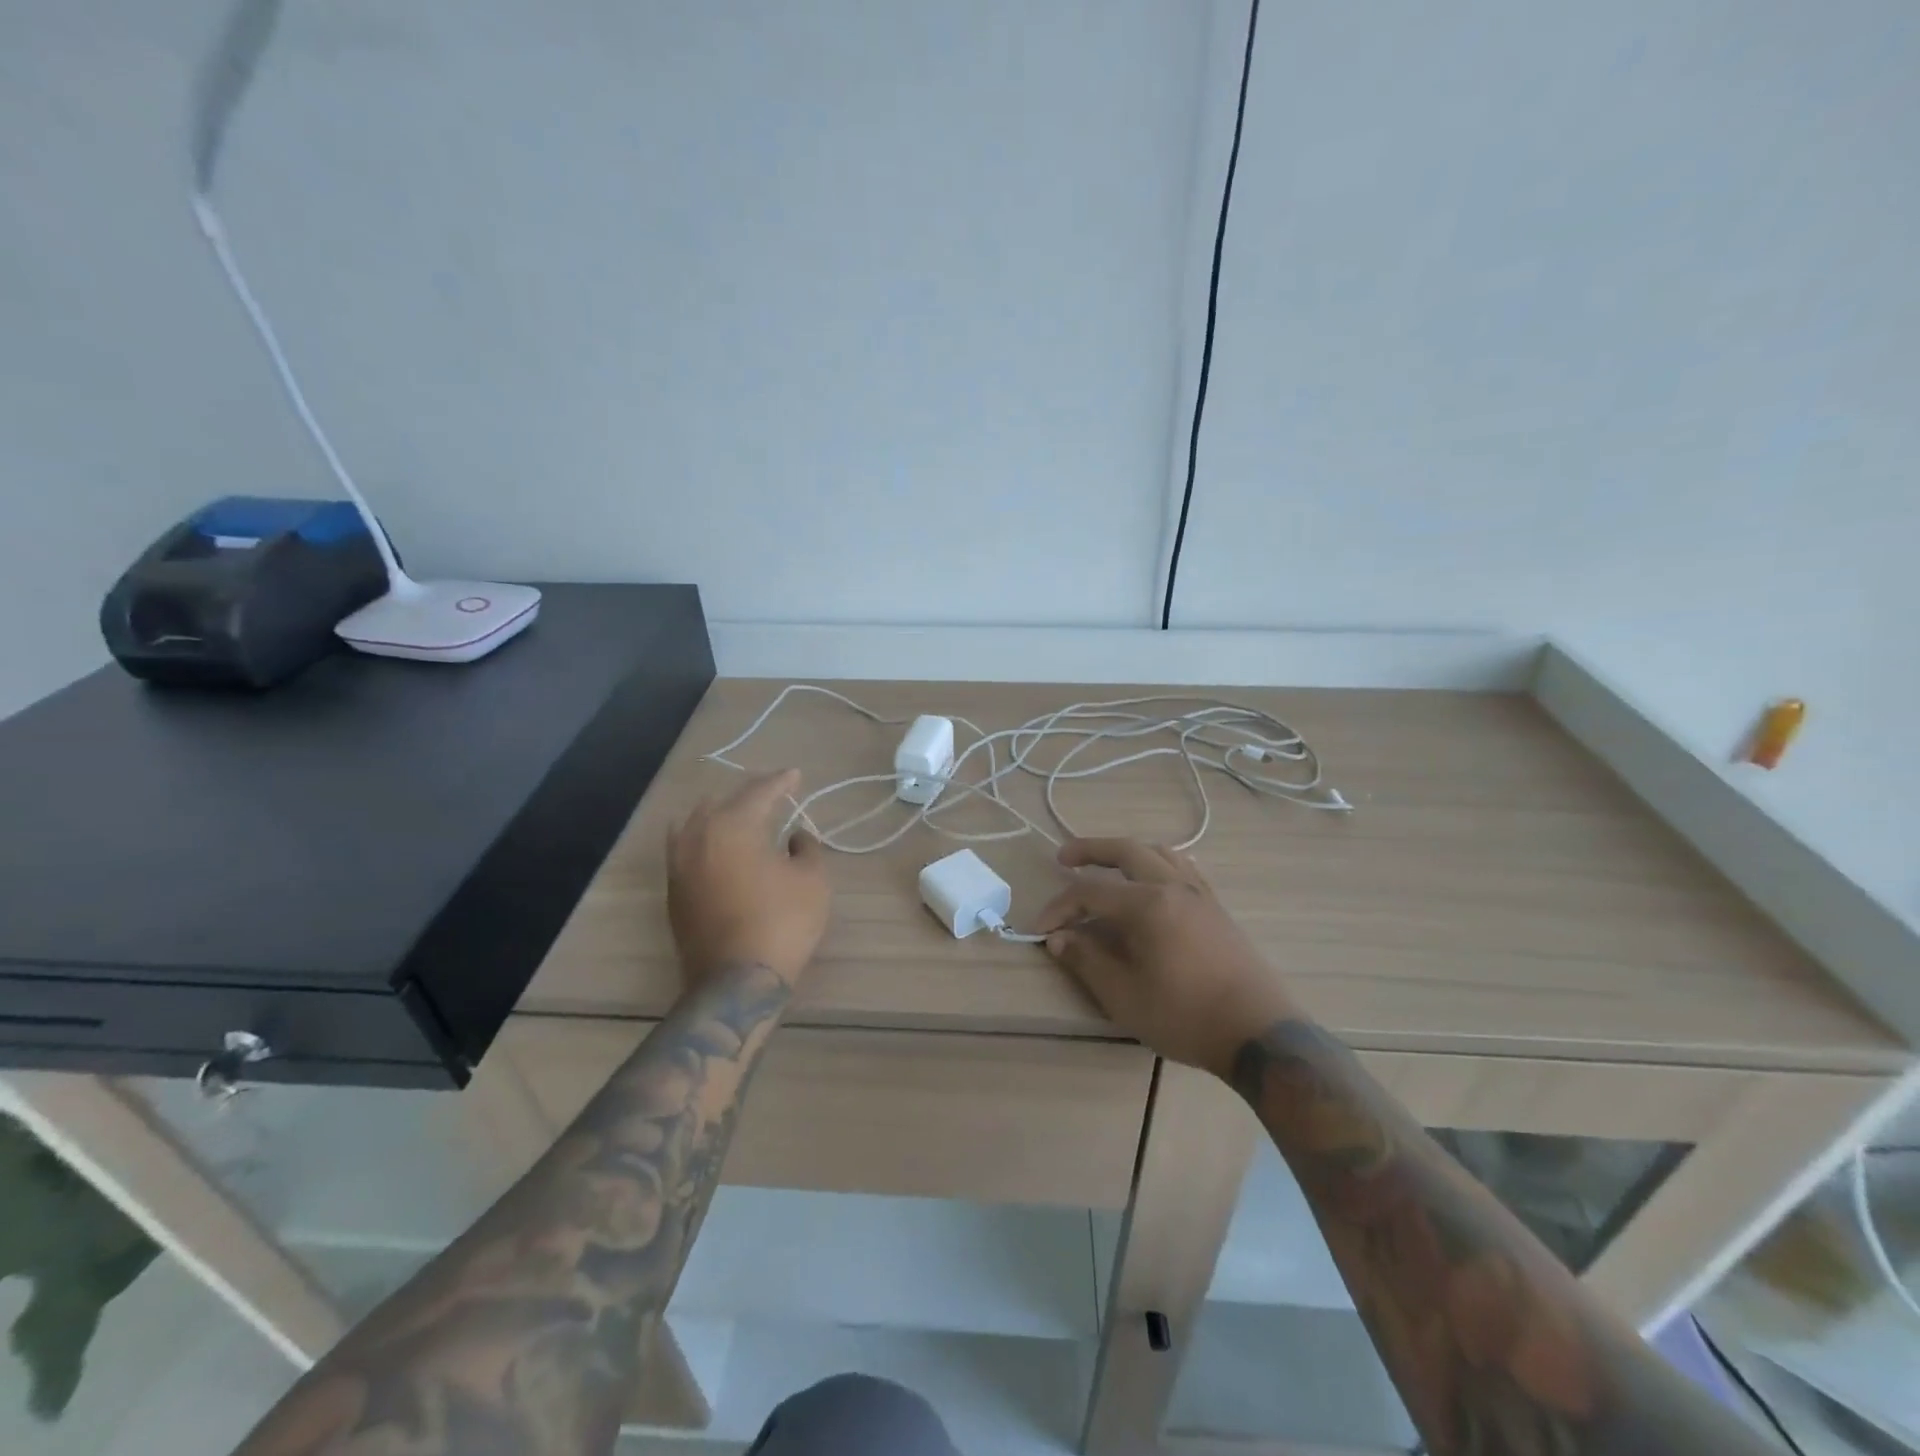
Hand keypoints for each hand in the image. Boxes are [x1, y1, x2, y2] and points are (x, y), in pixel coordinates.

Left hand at [668, 769, 830, 986]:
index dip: (781, 781)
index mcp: (733, 825)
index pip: (759, 791)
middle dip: (748, 796)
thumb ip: (807, 848)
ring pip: (696, 824)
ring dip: (721, 816)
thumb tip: (795, 836)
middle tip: (772, 797)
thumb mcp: (813, 880)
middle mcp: (697, 836)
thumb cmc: (782, 922)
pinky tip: (723, 851)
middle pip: (721, 802)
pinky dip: (707, 841)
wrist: (735, 981)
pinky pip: (687, 849)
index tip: (796, 775)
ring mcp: (679, 865)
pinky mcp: (673, 892)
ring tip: (743, 820)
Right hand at [1033, 838, 1297, 1075]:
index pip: (1090, 892)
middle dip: (1090, 850)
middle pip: (1126, 851)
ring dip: (1127, 852)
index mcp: (1147, 904)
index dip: (1059, 908)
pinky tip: (1153, 882)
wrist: (1257, 1032)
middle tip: (1063, 858)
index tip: (1040, 930)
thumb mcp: (1124, 996)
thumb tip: (1059, 938)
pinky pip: (1183, 868)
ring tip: (1107, 866)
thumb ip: (1087, 961)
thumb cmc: (1185, 1015)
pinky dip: (1158, 863)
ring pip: (1158, 853)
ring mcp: (1199, 894)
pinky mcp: (1216, 908)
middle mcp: (1173, 886)